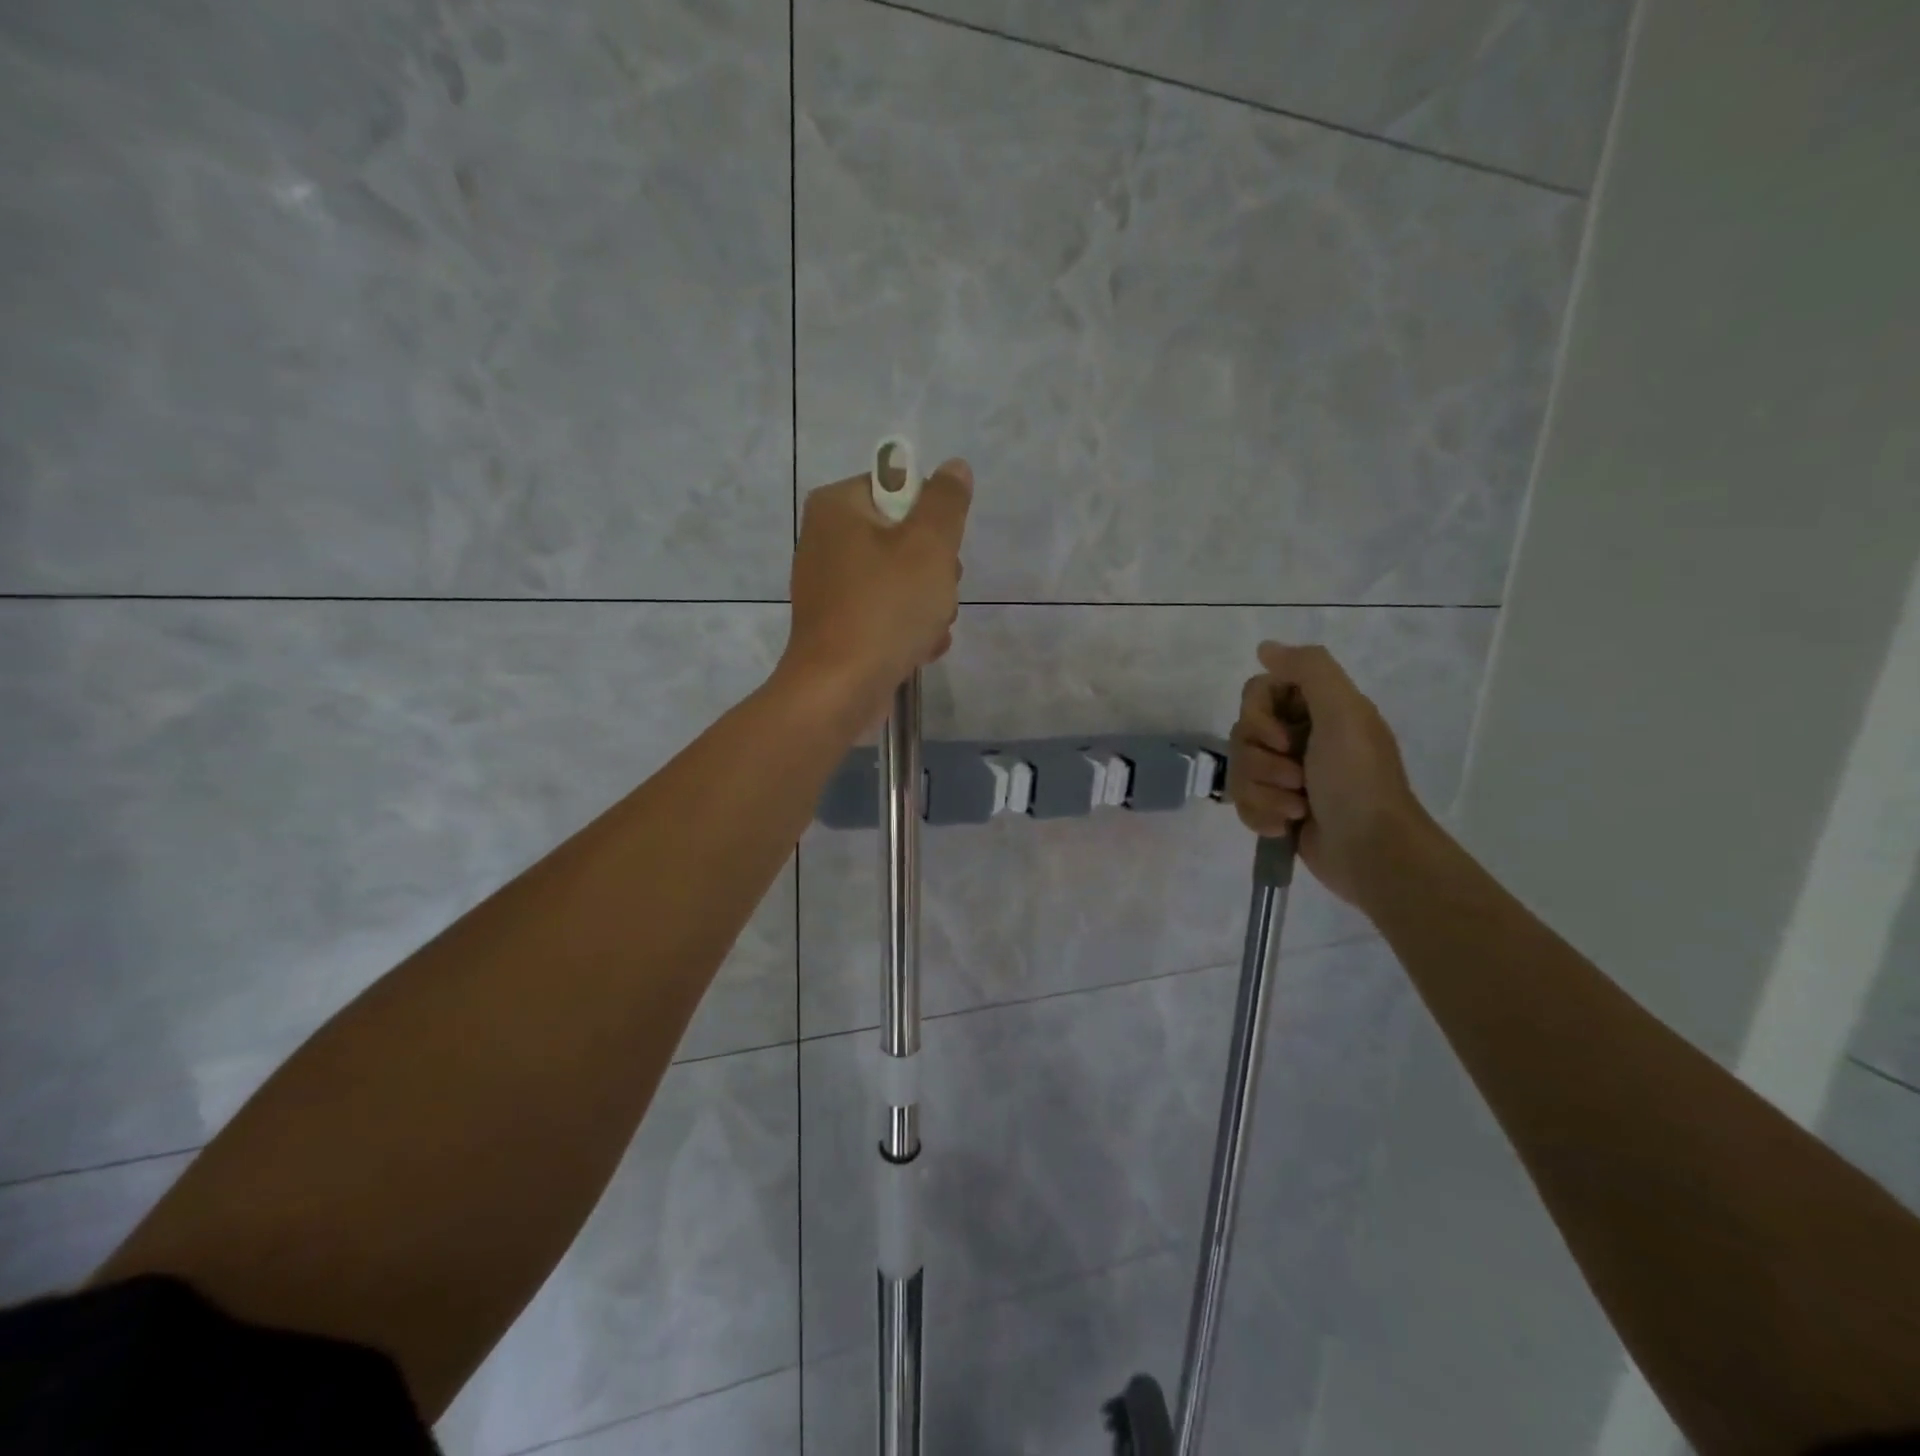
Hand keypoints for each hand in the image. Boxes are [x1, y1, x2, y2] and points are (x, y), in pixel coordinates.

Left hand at [778, 459, 972, 727]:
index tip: (940, 550)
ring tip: (928, 628)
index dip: (931, 519)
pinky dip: (906, 629)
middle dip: (933, 569)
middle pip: (903, 538)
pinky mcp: (837, 626)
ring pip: (900, 580)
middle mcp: (826, 540)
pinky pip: (884, 613)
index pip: (900, 489)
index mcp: (837, 507)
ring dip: (927, 604)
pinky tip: (918, 649)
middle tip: (938, 592)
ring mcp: (829, 587)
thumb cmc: (885, 608)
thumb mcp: (929, 546)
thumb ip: (945, 502)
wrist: (839, 690)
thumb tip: (953, 467)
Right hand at [1227, 642, 1429, 906]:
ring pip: (1238, 770)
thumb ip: (1309, 669)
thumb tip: (1265, 647)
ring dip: (1264, 793)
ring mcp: (1285, 775)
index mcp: (1316, 710)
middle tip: (1298, 777)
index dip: (1259, 717)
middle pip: (1241, 734)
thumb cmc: (1358, 780)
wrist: (1371, 851)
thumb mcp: (1344, 713)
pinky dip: (1262, 816)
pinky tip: (1287, 827)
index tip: (1284, 738)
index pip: (1256, 693)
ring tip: (1298, 809)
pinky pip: (1242, 802)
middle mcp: (1297, 737)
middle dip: (1263, 762)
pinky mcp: (1275, 808)